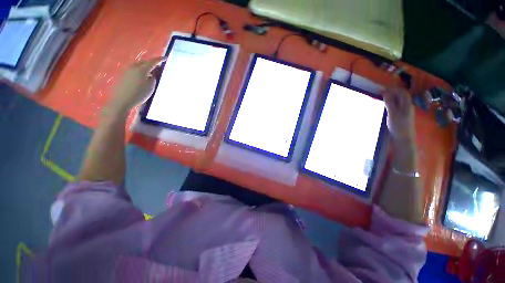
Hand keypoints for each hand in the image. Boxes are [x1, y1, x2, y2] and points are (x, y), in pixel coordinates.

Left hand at [108, 57, 166, 114]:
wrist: (121, 100)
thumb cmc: (138, 94)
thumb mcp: (150, 87)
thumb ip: (153, 79)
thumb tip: (152, 75)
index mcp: (142, 69)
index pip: (152, 62)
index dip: (159, 59)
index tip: (166, 57)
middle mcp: (133, 67)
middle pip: (144, 62)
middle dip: (152, 63)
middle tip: (158, 66)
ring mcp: (127, 71)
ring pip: (139, 65)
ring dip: (146, 67)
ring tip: (151, 72)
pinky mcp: (123, 75)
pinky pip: (134, 70)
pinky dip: (140, 71)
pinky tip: (142, 77)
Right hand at [382, 87, 415, 142]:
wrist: (403, 138)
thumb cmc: (398, 126)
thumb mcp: (392, 114)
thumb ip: (390, 103)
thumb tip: (385, 93)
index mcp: (407, 104)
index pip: (402, 92)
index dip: (393, 89)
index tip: (382, 90)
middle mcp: (408, 106)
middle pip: (402, 95)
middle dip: (392, 92)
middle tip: (381, 94)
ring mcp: (406, 111)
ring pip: (400, 100)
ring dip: (392, 98)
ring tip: (383, 99)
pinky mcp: (403, 115)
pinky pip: (398, 105)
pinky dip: (392, 103)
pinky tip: (387, 106)